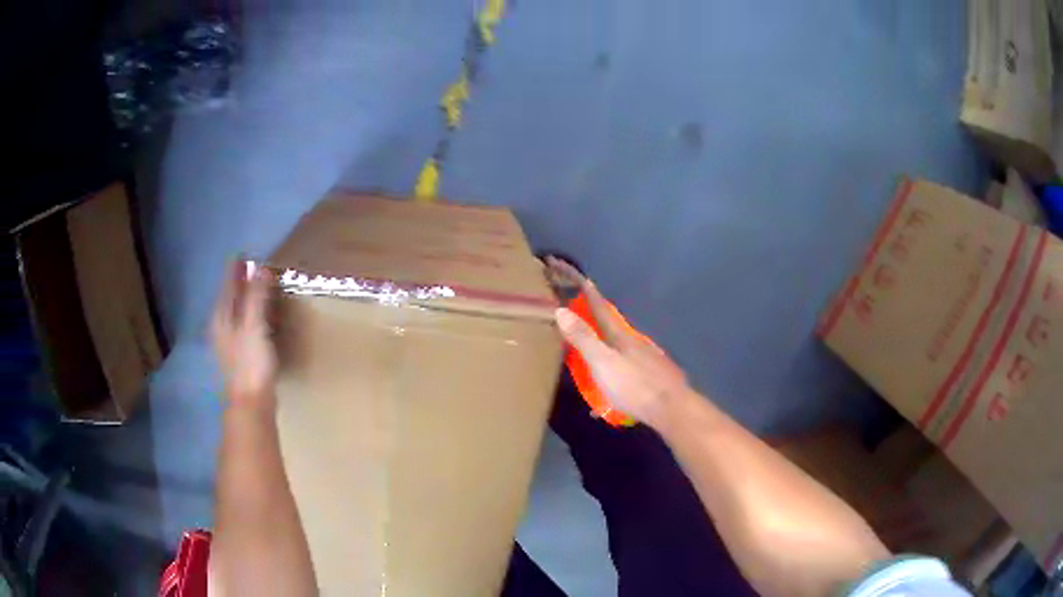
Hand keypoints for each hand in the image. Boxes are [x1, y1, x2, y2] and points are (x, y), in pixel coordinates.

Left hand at [211, 260, 277, 410]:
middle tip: (253, 268)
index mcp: (221, 316)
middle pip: (229, 297)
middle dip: (240, 283)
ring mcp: (227, 342)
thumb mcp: (254, 325)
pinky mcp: (237, 355)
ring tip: (257, 289)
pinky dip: (249, 315)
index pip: (228, 285)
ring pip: (234, 312)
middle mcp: (220, 326)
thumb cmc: (250, 363)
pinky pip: (242, 325)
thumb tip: (261, 267)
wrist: (251, 404)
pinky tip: (257, 319)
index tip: (245, 254)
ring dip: (244, 299)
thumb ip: (256, 296)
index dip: (237, 269)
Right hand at [547, 257, 692, 429]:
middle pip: (614, 327)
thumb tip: (561, 310)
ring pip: (624, 346)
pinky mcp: (654, 377)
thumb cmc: (634, 386)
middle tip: (586, 315)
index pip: (602, 310)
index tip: (584, 280)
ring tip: (598, 349)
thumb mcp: (603, 363)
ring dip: (609, 344)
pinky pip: (630, 366)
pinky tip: (616, 383)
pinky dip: (619, 367)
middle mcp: (636, 343)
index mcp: (621, 337)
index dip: (591, 295)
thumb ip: (583, 338)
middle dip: (600, 319)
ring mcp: (648, 359)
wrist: (671, 408)